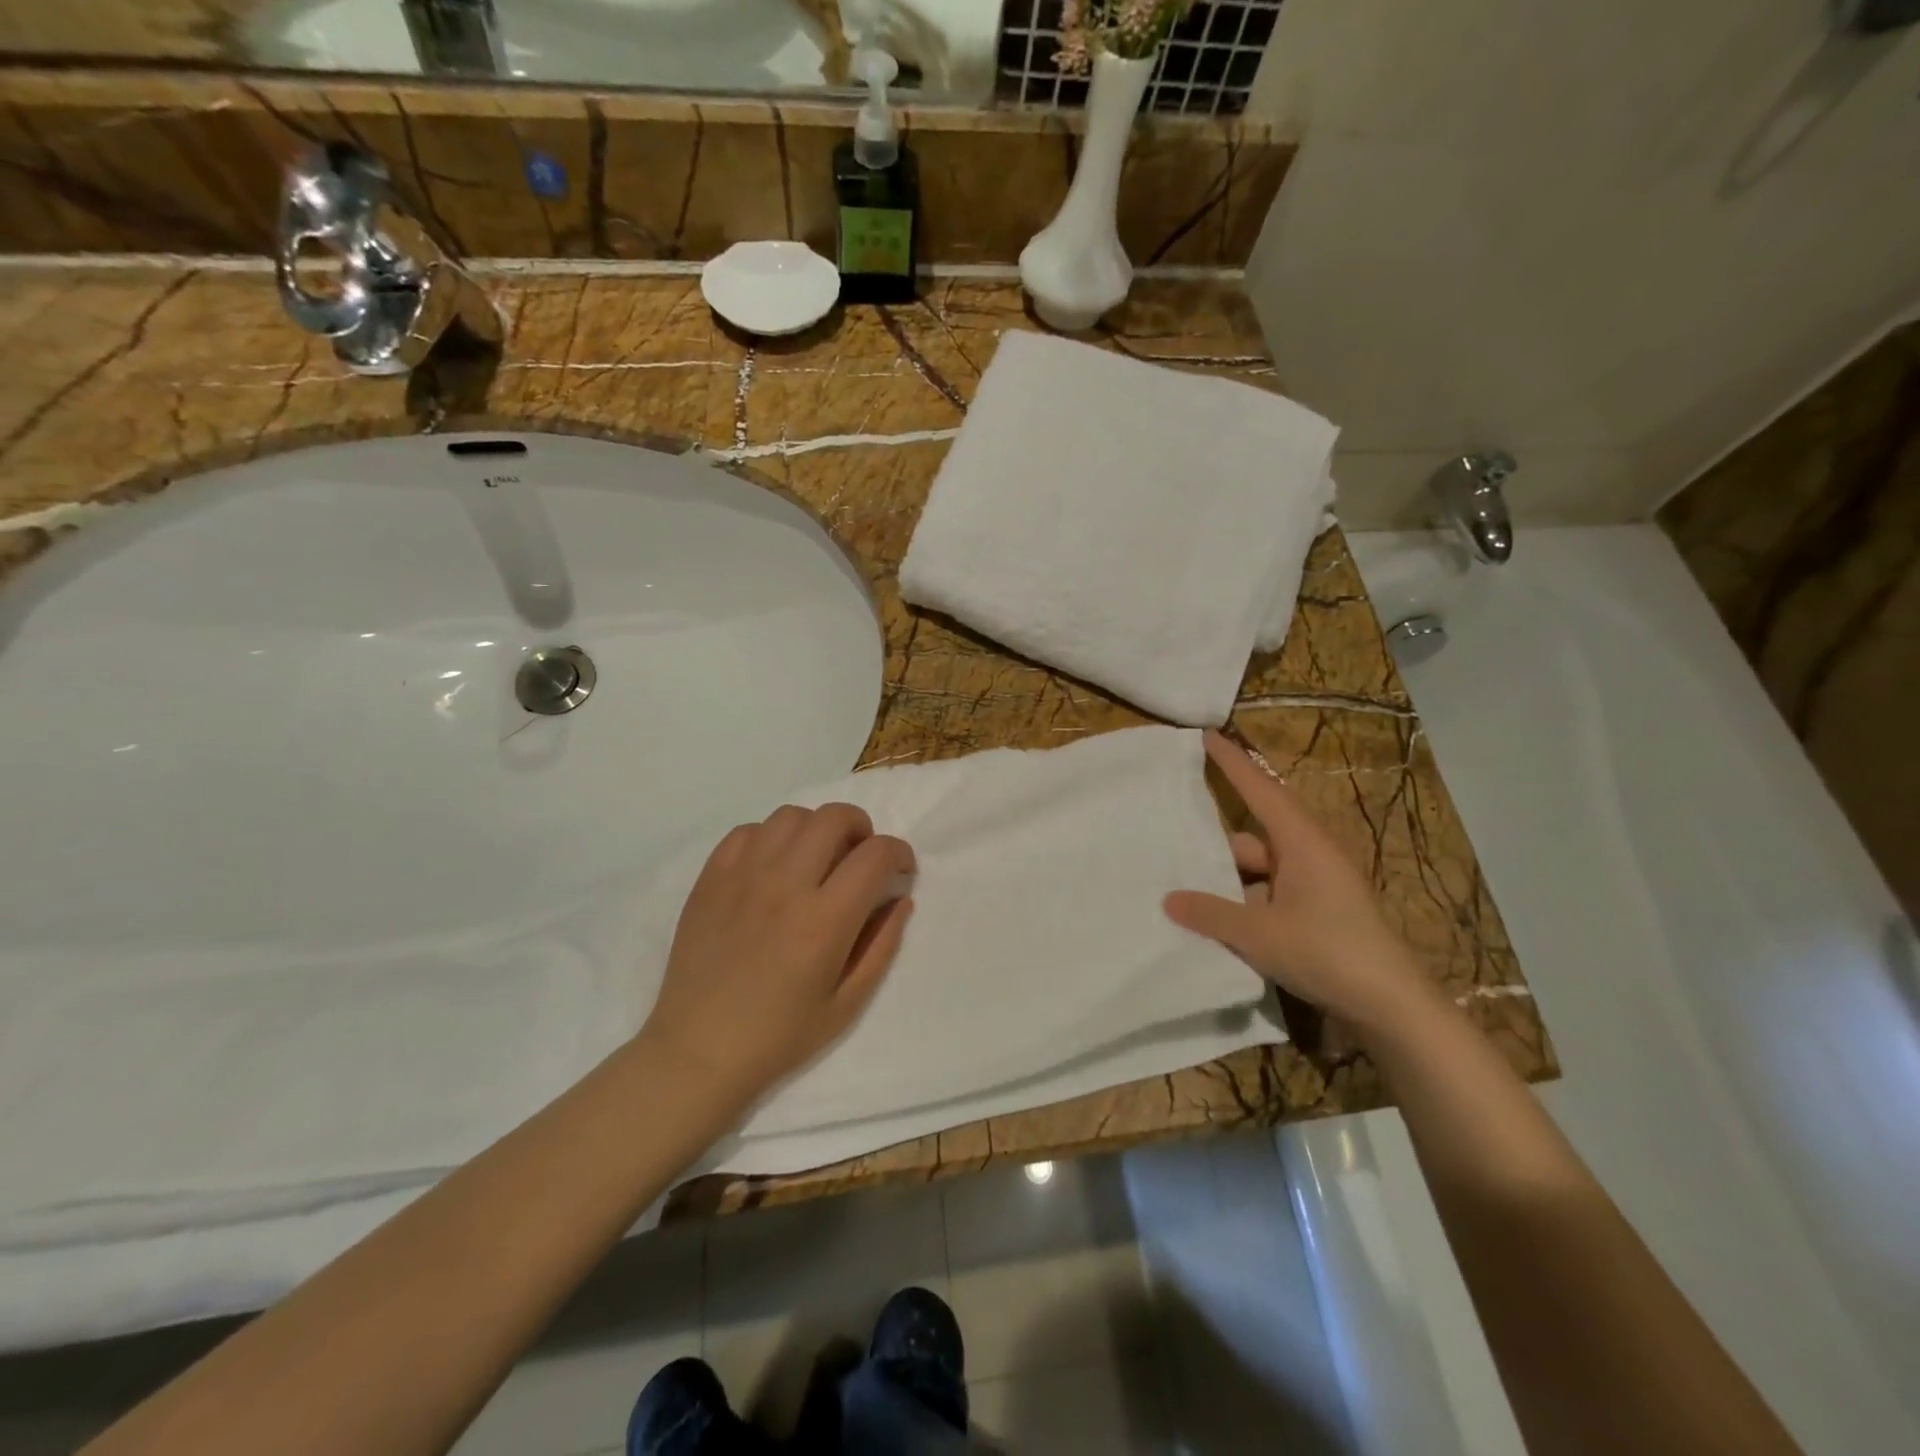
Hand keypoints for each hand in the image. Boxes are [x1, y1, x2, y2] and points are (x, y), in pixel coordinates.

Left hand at [636, 804, 914, 1110]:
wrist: (697, 1051)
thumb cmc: (779, 1036)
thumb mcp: (847, 1005)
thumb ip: (881, 946)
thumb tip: (901, 900)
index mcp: (824, 921)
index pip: (875, 855)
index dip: (899, 853)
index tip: (900, 871)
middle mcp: (785, 885)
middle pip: (834, 818)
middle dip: (861, 828)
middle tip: (859, 856)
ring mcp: (742, 876)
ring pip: (790, 816)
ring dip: (815, 828)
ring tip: (816, 857)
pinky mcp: (710, 879)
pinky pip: (747, 831)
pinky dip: (771, 838)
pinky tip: (773, 866)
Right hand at [1164, 730, 1435, 1029]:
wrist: (1393, 1007)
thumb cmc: (1328, 952)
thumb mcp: (1260, 933)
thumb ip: (1211, 913)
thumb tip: (1169, 899)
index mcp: (1302, 843)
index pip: (1261, 790)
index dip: (1232, 762)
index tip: (1207, 735)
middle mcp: (1311, 856)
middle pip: (1253, 837)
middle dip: (1216, 845)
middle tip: (1172, 845)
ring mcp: (1316, 886)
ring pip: (1260, 870)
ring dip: (1230, 882)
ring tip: (1185, 894)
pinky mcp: (1319, 913)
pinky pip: (1270, 894)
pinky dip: (1245, 903)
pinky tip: (1218, 924)